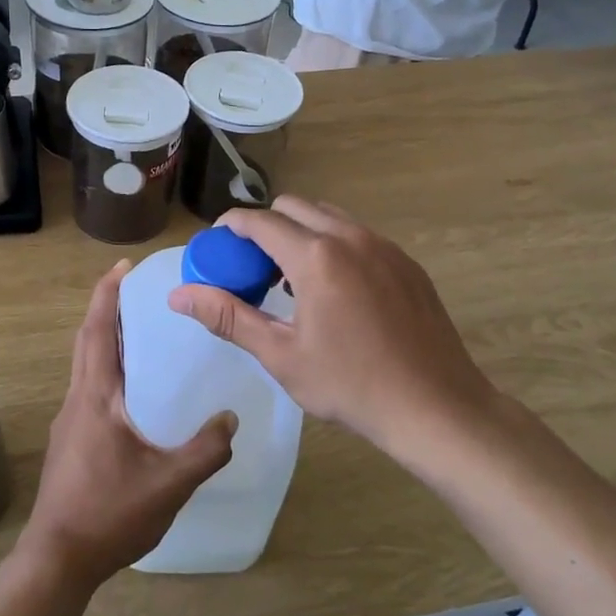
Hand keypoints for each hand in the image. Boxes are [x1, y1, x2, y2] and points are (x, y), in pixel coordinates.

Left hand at [22, 261, 235, 587]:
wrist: (58, 558)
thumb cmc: (109, 513)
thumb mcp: (169, 483)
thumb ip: (205, 450)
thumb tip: (231, 418)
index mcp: (95, 396)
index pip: (99, 331)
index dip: (108, 294)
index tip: (122, 267)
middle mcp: (77, 399)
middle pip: (88, 340)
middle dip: (107, 309)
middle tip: (136, 289)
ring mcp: (69, 420)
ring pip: (85, 365)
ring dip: (106, 339)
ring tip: (140, 332)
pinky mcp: (70, 440)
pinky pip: (89, 388)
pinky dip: (107, 369)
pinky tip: (133, 391)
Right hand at [169, 198, 499, 460]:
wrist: (438, 408)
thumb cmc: (351, 385)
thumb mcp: (280, 355)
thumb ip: (228, 316)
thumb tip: (178, 295)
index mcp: (316, 256)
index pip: (259, 221)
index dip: (230, 227)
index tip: (217, 247)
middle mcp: (350, 237)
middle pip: (293, 207)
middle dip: (266, 226)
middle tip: (254, 268)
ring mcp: (384, 246)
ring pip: (328, 217)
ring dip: (301, 233)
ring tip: (293, 281)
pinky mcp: (406, 262)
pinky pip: (357, 236)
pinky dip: (333, 246)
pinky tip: (336, 293)